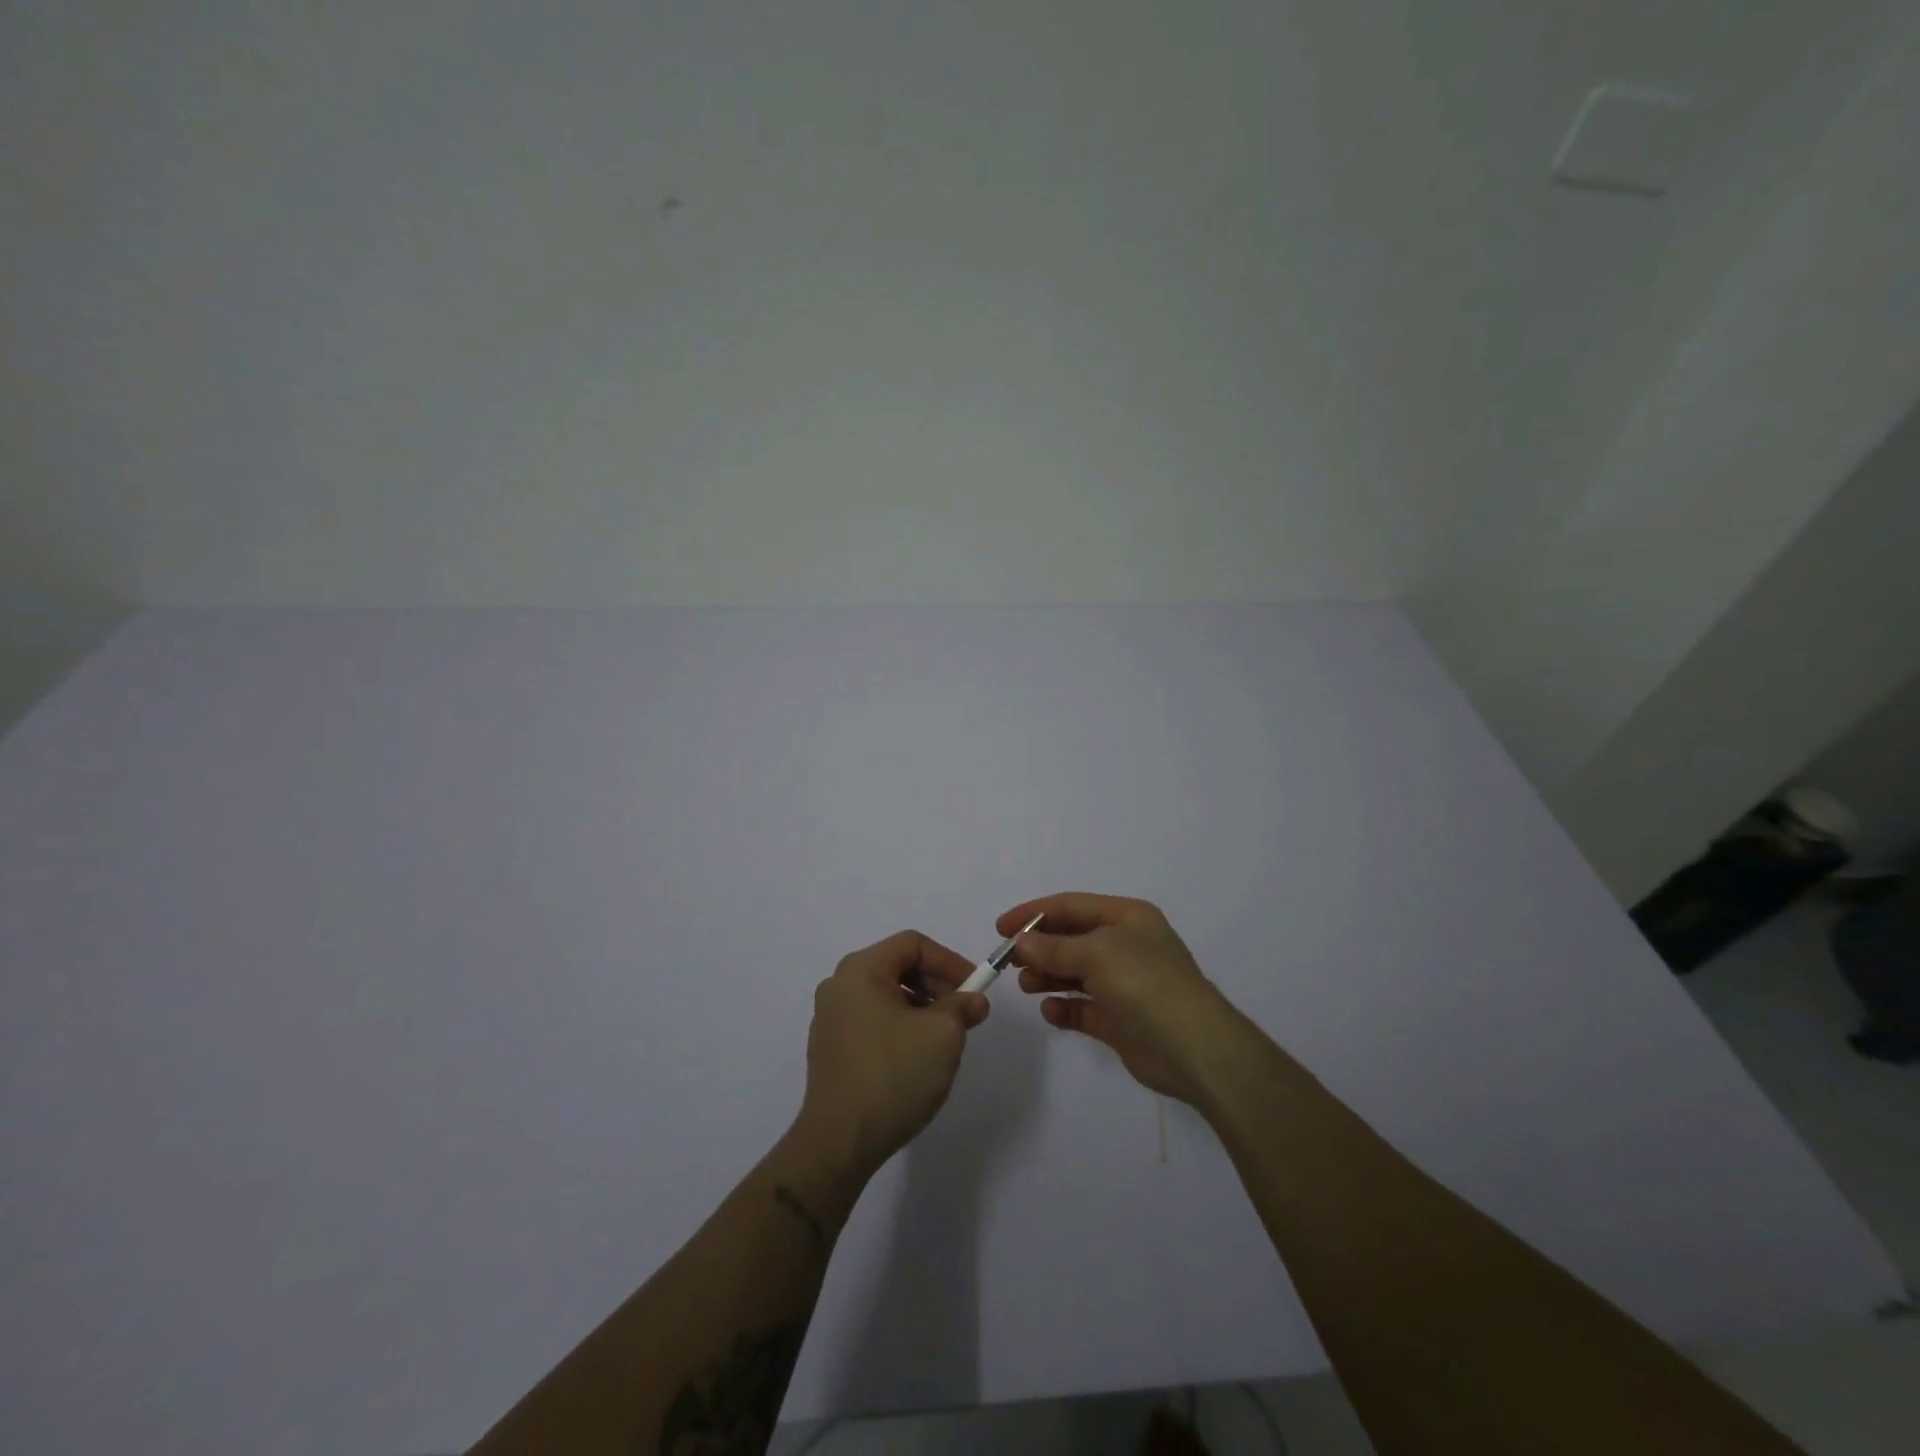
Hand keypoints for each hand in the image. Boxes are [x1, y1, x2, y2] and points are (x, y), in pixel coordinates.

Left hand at [796, 930, 989, 1177]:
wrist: (839, 1142)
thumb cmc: (893, 1075)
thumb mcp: (942, 1035)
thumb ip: (962, 1007)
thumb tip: (973, 1001)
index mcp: (860, 970)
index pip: (913, 944)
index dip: (949, 961)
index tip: (975, 988)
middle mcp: (839, 985)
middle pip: (897, 966)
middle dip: (937, 985)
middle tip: (964, 1014)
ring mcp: (830, 1018)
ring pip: (886, 995)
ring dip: (921, 1007)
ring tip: (944, 1039)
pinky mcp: (830, 1048)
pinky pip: (872, 1020)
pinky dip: (900, 1026)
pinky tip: (916, 1057)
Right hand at [1001, 893, 1249, 1105]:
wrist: (1194, 1048)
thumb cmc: (1145, 984)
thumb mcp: (1096, 954)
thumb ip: (1053, 948)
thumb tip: (1021, 942)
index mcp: (1127, 918)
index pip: (1071, 906)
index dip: (1034, 913)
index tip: (1001, 928)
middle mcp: (1126, 945)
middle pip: (1071, 938)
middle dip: (1039, 947)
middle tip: (1009, 961)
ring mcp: (1124, 983)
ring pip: (1074, 973)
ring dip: (1048, 976)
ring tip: (1026, 986)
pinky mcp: (1120, 1019)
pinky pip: (1083, 1007)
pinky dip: (1064, 1007)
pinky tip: (1051, 1011)